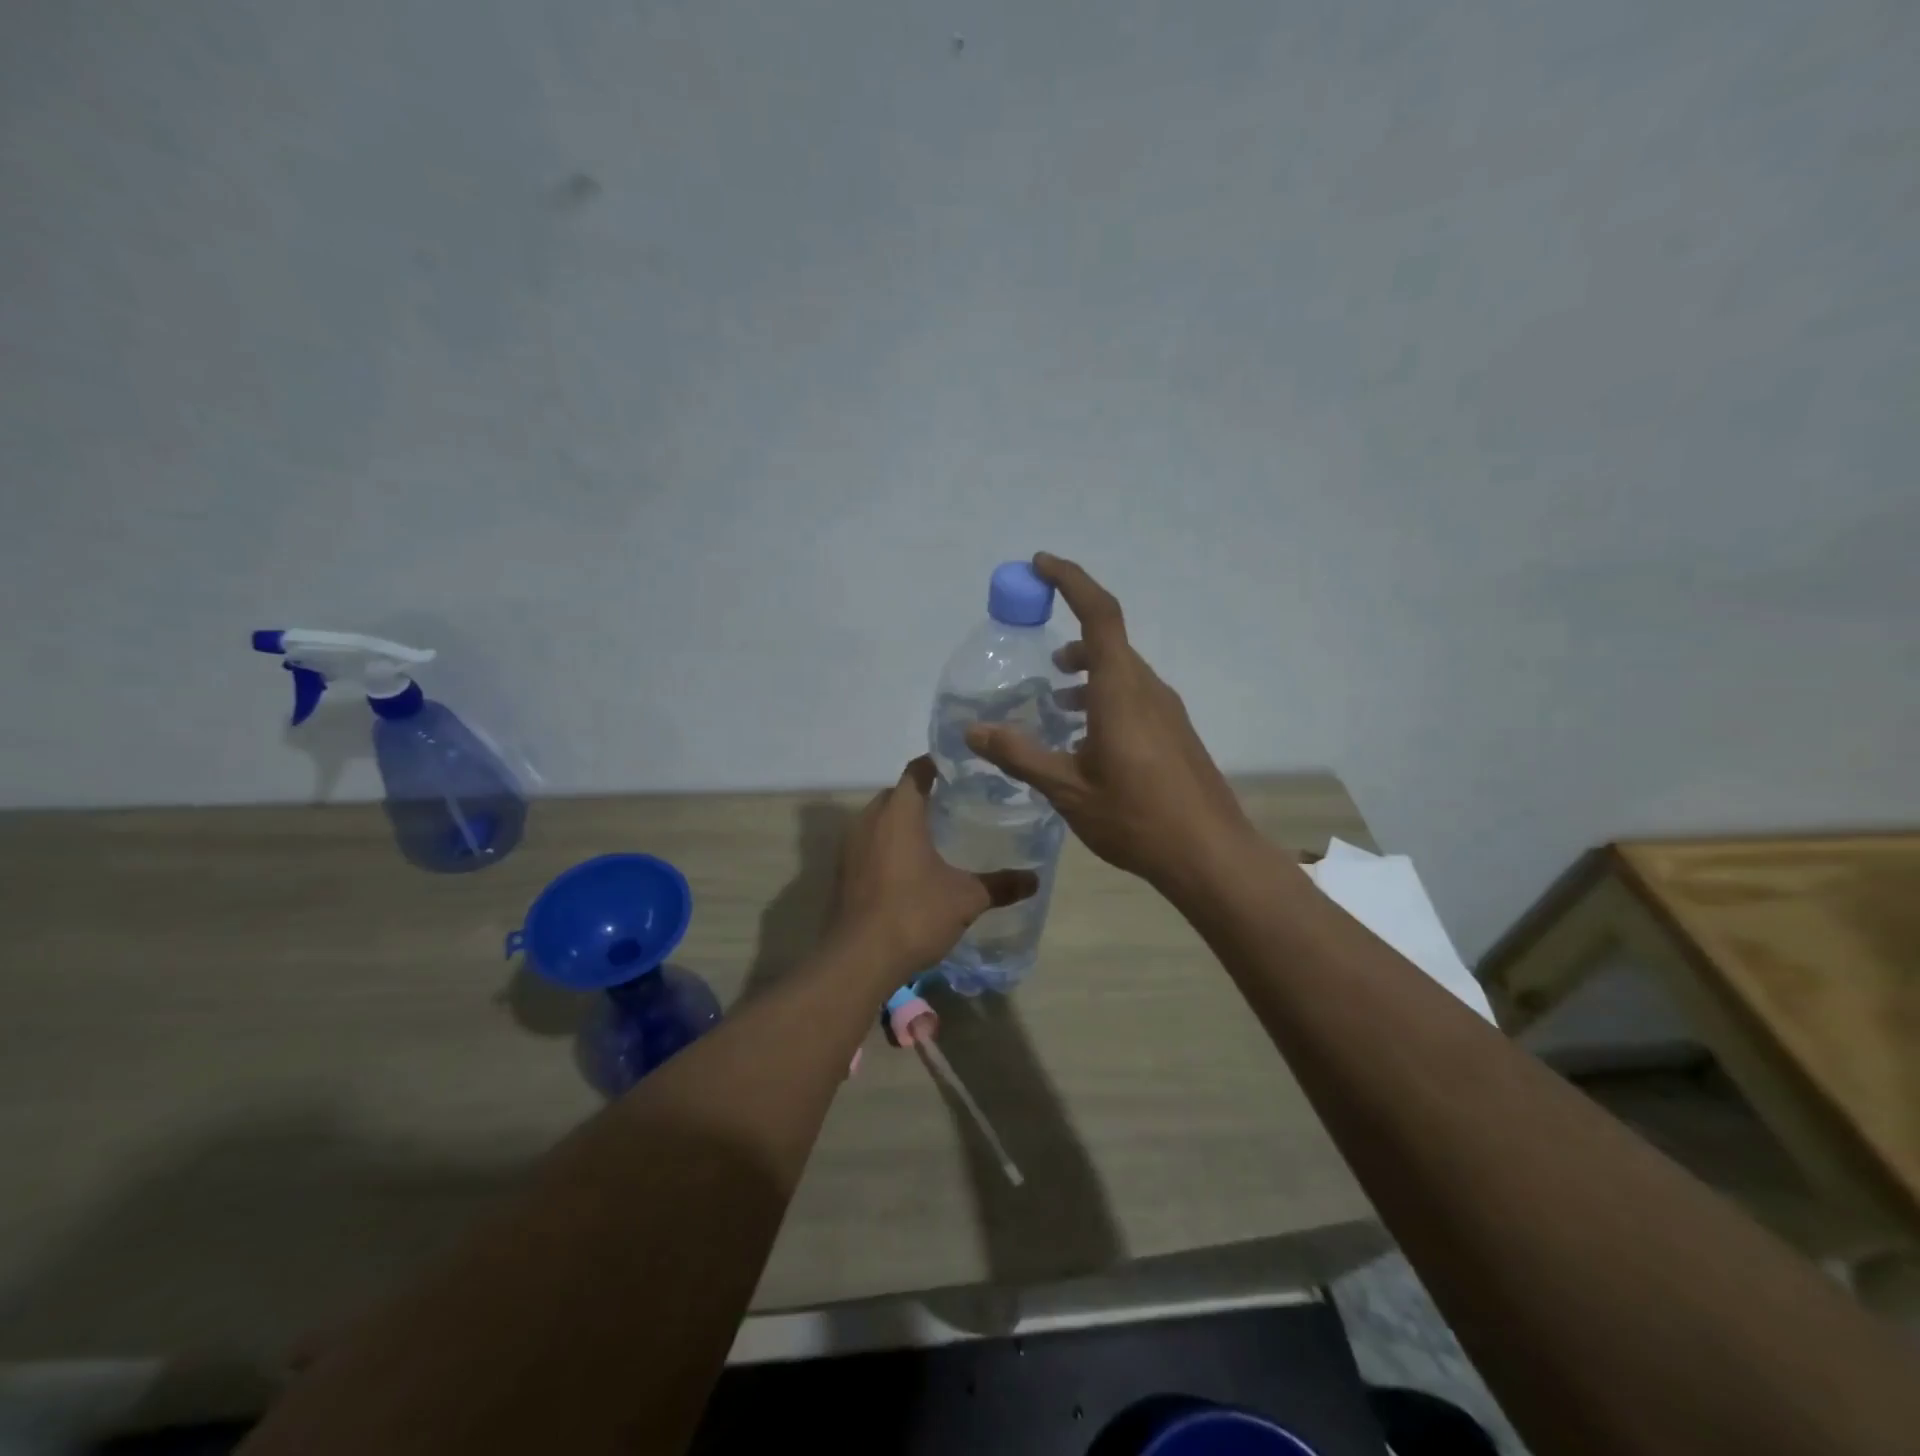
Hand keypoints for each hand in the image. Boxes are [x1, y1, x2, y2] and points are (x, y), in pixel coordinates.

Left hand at [831, 757, 1038, 975]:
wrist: (858, 959)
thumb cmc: (914, 914)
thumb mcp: (966, 899)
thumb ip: (1000, 885)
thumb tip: (1035, 879)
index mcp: (899, 813)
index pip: (916, 771)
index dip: (936, 765)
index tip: (958, 769)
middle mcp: (869, 820)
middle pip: (895, 794)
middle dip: (920, 795)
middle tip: (952, 804)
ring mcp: (850, 847)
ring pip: (878, 820)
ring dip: (900, 822)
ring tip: (933, 835)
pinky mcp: (842, 872)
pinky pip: (867, 844)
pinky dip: (886, 846)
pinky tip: (908, 867)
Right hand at [965, 553, 1256, 890]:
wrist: (1209, 854)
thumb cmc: (1135, 817)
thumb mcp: (1066, 789)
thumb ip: (1019, 755)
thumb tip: (972, 732)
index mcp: (1120, 690)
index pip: (1099, 614)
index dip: (1071, 580)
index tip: (1040, 564)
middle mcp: (1147, 689)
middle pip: (1109, 642)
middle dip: (1072, 639)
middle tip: (1037, 658)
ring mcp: (1167, 711)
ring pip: (1121, 672)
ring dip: (1088, 673)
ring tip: (1055, 699)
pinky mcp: (1175, 733)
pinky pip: (1134, 697)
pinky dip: (1104, 698)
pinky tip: (1086, 739)